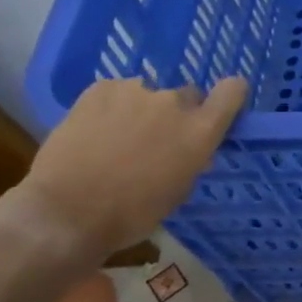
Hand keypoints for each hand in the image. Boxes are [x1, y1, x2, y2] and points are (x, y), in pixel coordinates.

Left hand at [13, 76, 247, 256]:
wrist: (68, 210)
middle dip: (178, 114)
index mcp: (200, 131)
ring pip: (149, 95)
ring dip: (143, 111)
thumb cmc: (133, 213)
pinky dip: (113, 108)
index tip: (222, 107)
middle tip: (158, 140)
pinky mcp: (100, 88)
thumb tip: (193, 151)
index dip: (230, 95)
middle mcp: (173, 103)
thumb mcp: (179, 191)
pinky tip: (97, 132)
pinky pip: (118, 93)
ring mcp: (135, 91)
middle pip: (188, 96)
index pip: (232, 92)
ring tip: (119, 139)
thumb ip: (192, 160)